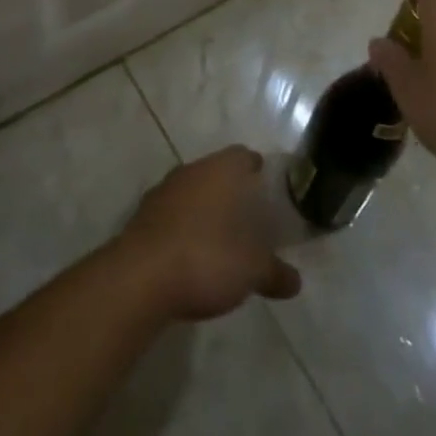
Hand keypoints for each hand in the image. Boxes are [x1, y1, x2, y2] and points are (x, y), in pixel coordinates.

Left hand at [115, 146, 301, 321]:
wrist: (140, 278)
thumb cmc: (205, 258)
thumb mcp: (251, 270)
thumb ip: (274, 272)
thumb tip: (295, 280)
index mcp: (220, 170)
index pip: (243, 155)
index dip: (258, 170)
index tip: (269, 188)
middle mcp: (191, 171)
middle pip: (217, 172)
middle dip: (232, 191)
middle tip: (250, 217)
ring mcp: (163, 191)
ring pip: (193, 192)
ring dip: (206, 209)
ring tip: (223, 238)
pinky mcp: (144, 216)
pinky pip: (173, 214)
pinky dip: (185, 227)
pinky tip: (193, 254)